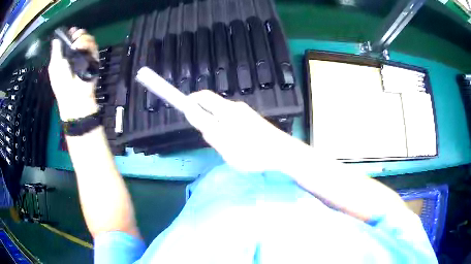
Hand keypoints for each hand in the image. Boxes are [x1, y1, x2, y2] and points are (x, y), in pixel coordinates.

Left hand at [48, 28, 98, 120]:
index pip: (71, 39)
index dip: (71, 33)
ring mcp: (86, 55)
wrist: (72, 95)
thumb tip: (56, 37)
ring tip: (75, 44)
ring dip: (82, 38)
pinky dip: (87, 43)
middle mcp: (77, 53)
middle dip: (78, 33)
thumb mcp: (54, 66)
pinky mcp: (94, 58)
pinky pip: (93, 45)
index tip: (70, 31)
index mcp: (68, 54)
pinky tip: (79, 46)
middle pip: (81, 36)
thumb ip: (56, 51)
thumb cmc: (61, 82)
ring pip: (88, 38)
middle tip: (74, 36)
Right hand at [186, 90, 297, 171]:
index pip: (203, 97)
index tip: (183, 107)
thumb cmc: (252, 151)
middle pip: (211, 106)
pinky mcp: (251, 119)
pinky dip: (226, 128)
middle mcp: (234, 107)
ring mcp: (244, 112)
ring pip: (221, 115)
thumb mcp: (225, 146)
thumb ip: (209, 131)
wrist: (282, 151)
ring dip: (216, 125)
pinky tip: (236, 143)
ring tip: (224, 145)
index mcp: (226, 111)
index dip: (190, 100)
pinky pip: (231, 120)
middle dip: (203, 116)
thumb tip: (197, 118)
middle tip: (207, 135)